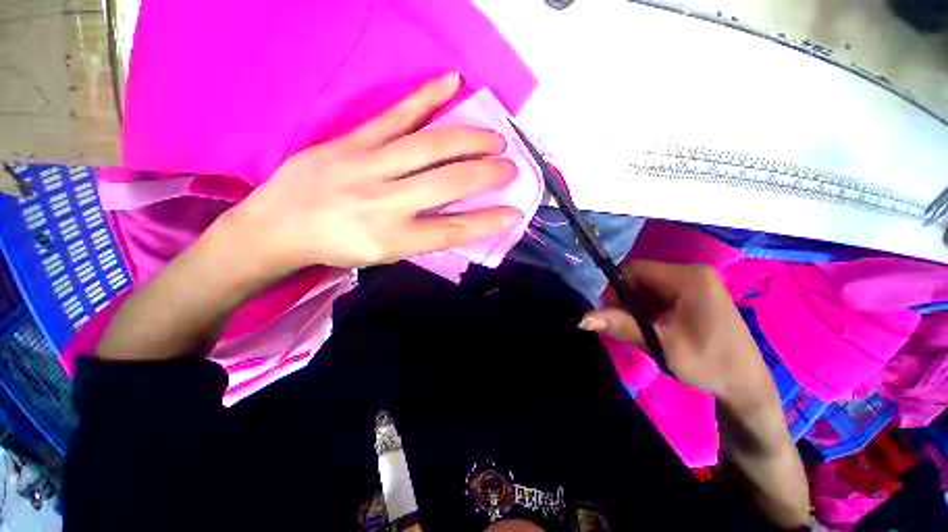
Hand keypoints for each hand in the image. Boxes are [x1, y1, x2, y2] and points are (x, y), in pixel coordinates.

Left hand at [222, 72, 520, 272]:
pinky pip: (395, 116)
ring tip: (495, 138)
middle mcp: (384, 202)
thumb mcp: (384, 255)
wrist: (278, 226)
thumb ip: (422, 237)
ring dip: (470, 139)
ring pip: (430, 146)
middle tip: (510, 168)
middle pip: (448, 183)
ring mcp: (367, 165)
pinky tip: (451, 83)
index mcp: (393, 239)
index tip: (513, 212)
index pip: (453, 229)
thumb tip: (459, 221)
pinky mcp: (351, 141)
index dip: (487, 221)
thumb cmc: (337, 247)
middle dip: (487, 175)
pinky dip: (426, 97)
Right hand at [579, 261, 773, 403]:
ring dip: (636, 305)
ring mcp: (697, 283)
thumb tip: (583, 318)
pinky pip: (661, 293)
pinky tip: (652, 327)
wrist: (747, 387)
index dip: (616, 288)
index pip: (635, 269)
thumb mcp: (661, 346)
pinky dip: (649, 308)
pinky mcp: (698, 294)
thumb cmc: (709, 365)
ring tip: (639, 329)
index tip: (610, 313)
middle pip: (642, 277)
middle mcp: (693, 273)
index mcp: (689, 278)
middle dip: (626, 299)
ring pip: (649, 286)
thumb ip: (621, 327)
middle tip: (624, 325)